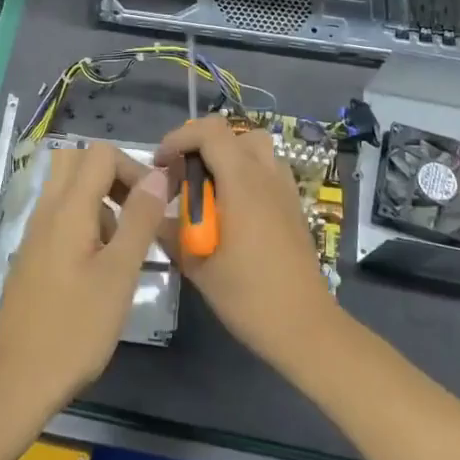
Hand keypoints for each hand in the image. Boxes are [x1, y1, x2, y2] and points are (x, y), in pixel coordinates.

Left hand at [0, 144, 168, 412]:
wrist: (19, 376)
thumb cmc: (76, 326)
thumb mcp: (119, 273)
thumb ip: (140, 220)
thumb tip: (158, 176)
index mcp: (68, 208)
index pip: (100, 154)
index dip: (133, 168)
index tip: (154, 204)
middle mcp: (47, 211)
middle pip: (78, 163)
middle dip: (114, 177)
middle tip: (137, 214)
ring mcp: (36, 233)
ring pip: (69, 190)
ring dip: (101, 203)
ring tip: (123, 249)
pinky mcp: (34, 255)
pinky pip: (61, 218)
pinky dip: (86, 224)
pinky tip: (100, 269)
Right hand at [154, 116, 340, 372]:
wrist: (304, 326)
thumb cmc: (247, 295)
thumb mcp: (196, 265)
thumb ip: (171, 231)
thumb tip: (154, 213)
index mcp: (242, 182)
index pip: (210, 132)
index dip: (179, 138)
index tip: (160, 164)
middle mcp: (266, 176)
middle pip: (233, 133)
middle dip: (200, 145)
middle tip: (182, 176)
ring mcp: (285, 189)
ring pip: (254, 148)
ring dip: (226, 157)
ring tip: (207, 189)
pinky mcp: (293, 206)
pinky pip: (267, 170)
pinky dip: (245, 174)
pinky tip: (232, 210)